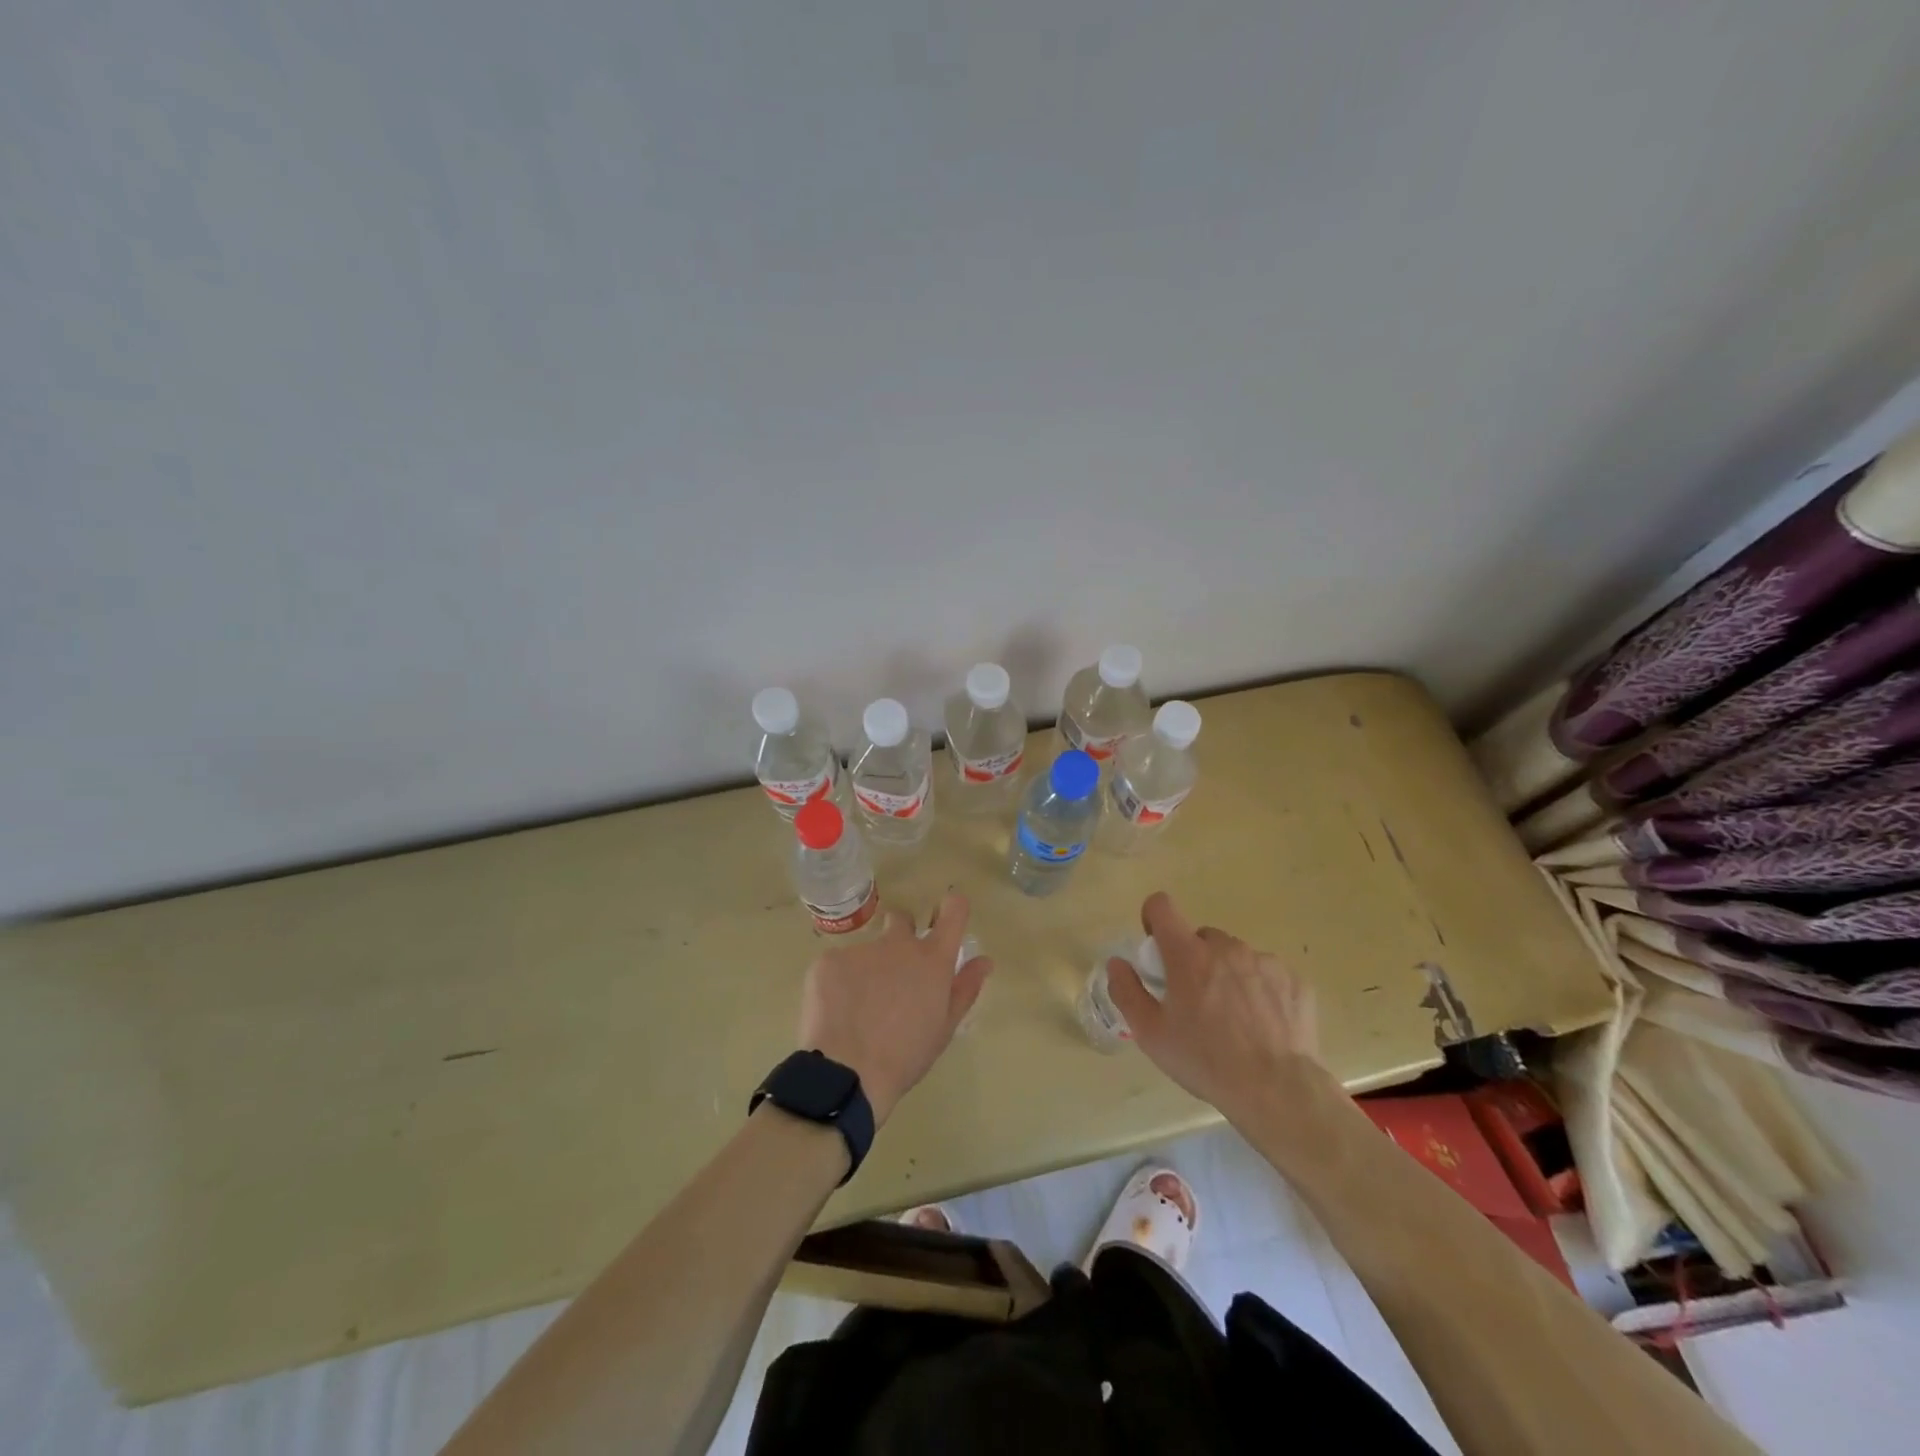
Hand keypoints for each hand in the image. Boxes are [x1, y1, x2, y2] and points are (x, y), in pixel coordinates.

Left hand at [796, 892, 990, 1127]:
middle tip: (892, 975)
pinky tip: (835, 1013)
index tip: (943, 917)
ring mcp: (861, 948)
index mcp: (932, 959)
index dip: (951, 908)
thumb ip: (965, 988)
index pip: (953, 910)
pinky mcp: (828, 960)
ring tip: (857, 1009)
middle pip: (901, 920)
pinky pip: (837, 965)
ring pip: (866, 950)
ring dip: (866, 969)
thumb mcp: (944, 1028)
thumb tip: (984, 960)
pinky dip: (837, 984)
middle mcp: (899, 943)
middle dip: (899, 936)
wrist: (847, 1073)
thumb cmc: (905, 1056)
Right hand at [1107, 891, 1323, 1127]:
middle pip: (1201, 938)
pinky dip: (1260, 990)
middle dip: (1194, 959)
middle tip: (1196, 1000)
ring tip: (1234, 1019)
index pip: (1162, 907)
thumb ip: (1127, 991)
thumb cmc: (1205, 1061)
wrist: (1278, 1091)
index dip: (1154, 919)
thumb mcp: (1151, 1034)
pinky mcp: (1294, 980)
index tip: (1157, 948)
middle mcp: (1226, 947)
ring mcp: (1264, 961)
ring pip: (1236, 956)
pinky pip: (1267, 974)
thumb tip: (1117, 963)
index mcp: (1187, 954)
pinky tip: (1262, 1026)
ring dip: (1227, 974)